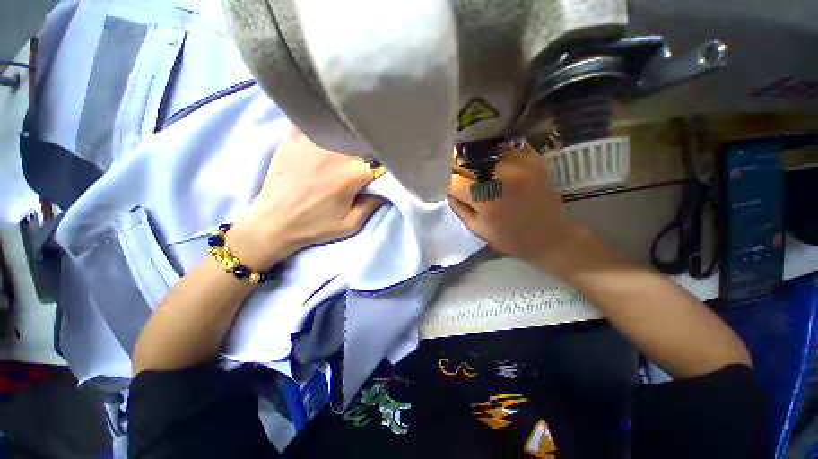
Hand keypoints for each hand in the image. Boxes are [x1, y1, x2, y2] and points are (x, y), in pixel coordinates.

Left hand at [228, 127, 383, 269]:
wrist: (273, 223)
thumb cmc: (315, 226)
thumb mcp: (350, 225)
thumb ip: (372, 205)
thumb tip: (385, 189)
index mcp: (351, 175)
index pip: (378, 161)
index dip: (381, 165)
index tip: (378, 170)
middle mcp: (334, 153)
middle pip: (360, 142)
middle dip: (366, 150)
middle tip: (363, 158)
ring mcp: (311, 142)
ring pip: (340, 128)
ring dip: (347, 134)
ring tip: (347, 141)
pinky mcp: (292, 138)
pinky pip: (310, 120)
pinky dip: (319, 121)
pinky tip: (323, 127)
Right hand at [448, 141, 583, 266]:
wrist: (551, 237)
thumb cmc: (511, 238)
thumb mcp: (477, 229)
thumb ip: (459, 207)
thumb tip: (449, 189)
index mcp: (486, 199)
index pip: (454, 180)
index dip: (448, 183)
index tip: (450, 187)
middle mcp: (502, 176)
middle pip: (467, 161)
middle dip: (459, 169)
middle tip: (461, 177)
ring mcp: (521, 164)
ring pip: (485, 151)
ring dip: (476, 159)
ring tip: (476, 169)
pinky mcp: (534, 159)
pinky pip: (506, 147)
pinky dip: (496, 154)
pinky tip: (494, 163)